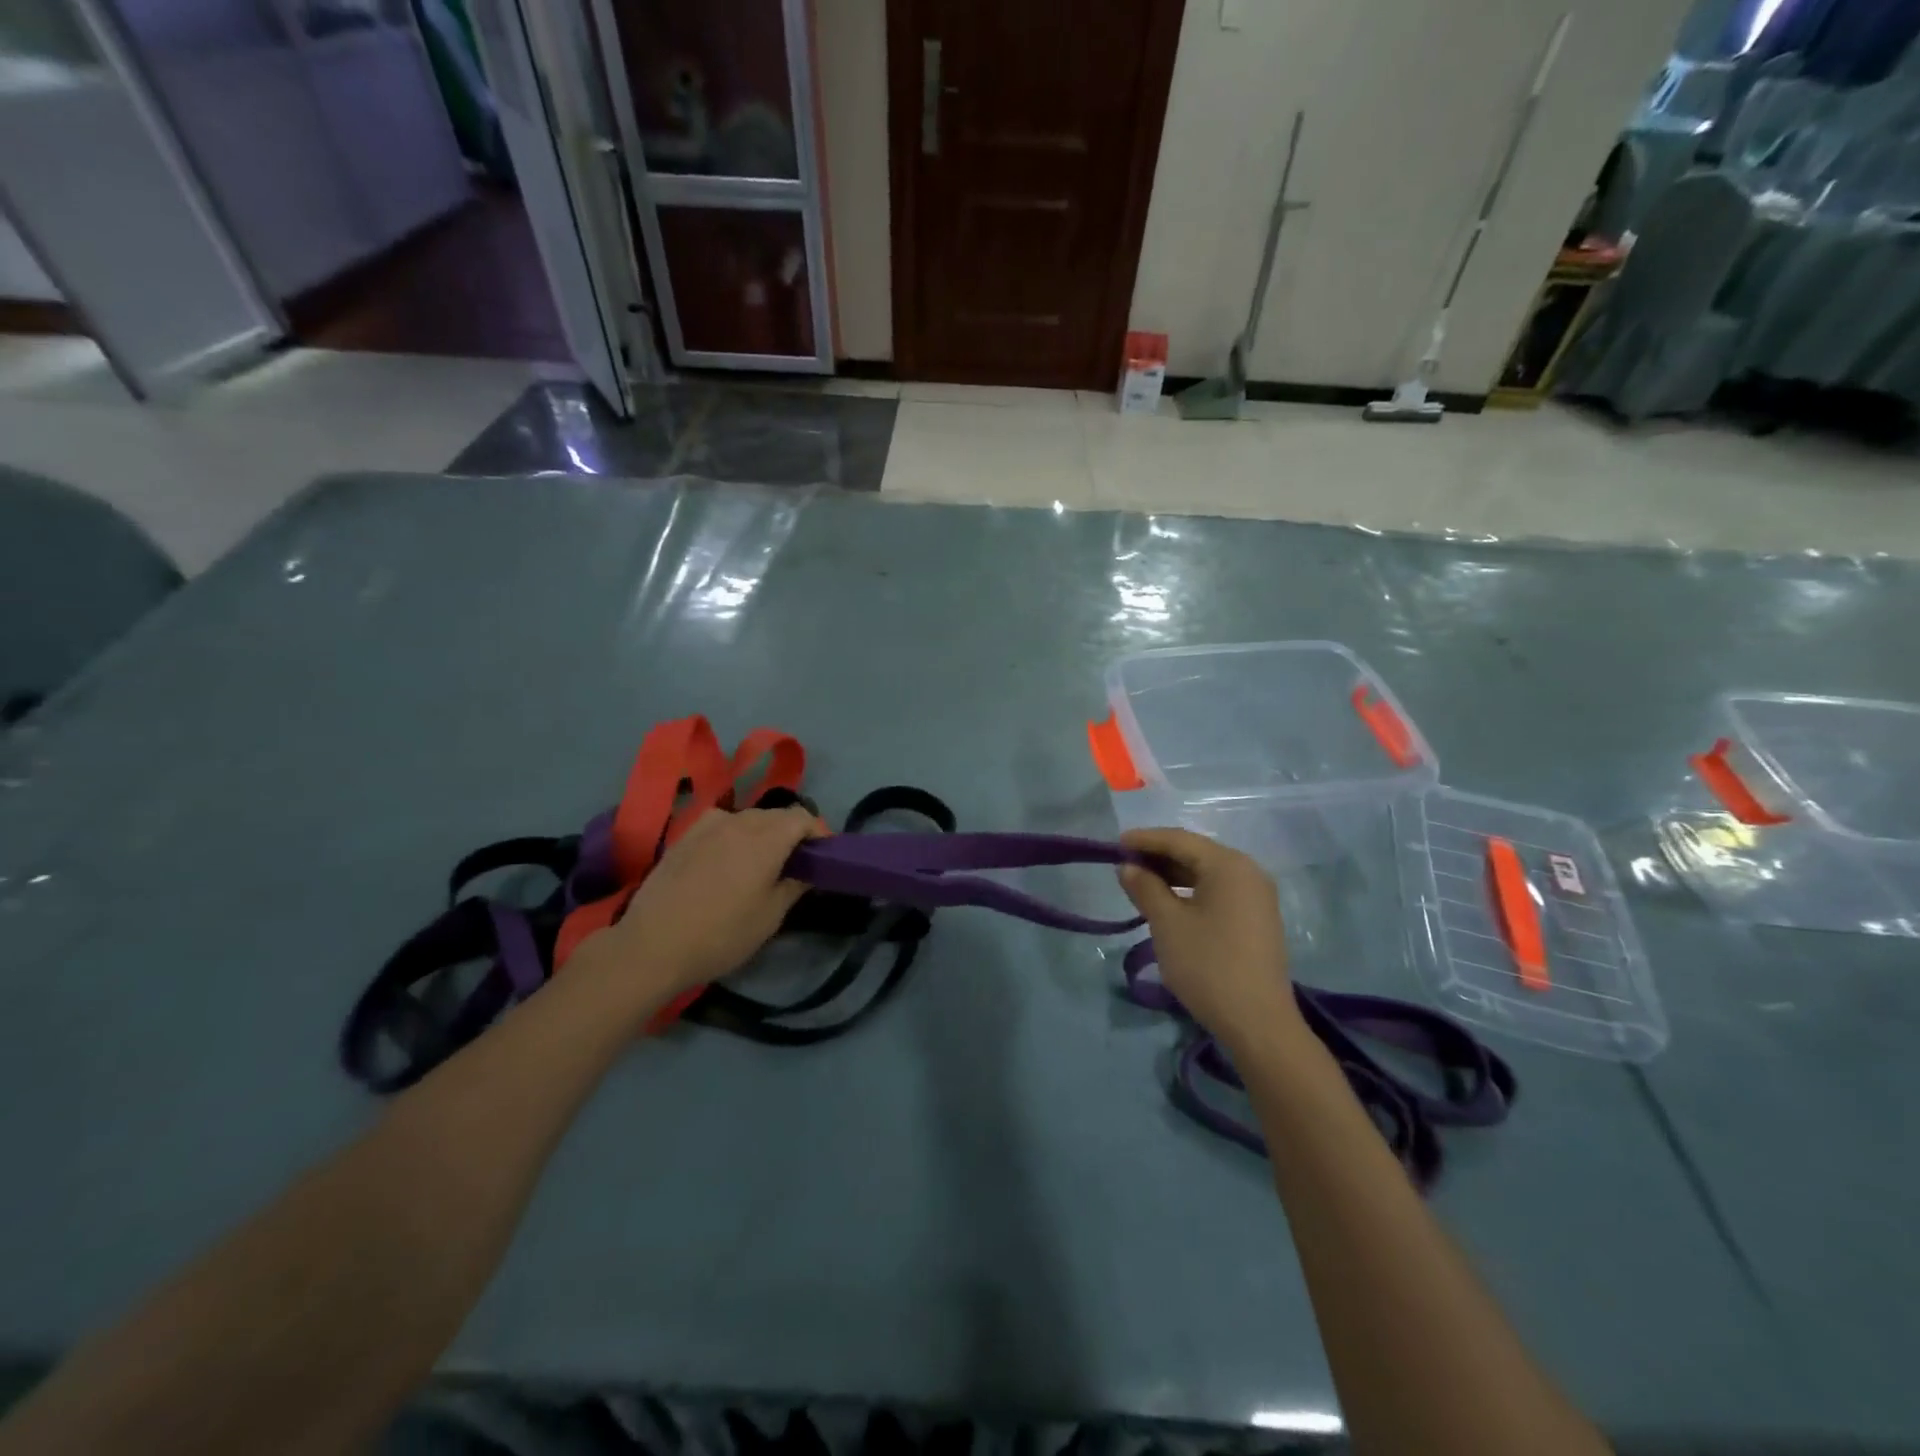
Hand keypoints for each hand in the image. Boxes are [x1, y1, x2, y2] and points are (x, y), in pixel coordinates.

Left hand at [581, 806, 823, 1001]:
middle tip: (795, 864)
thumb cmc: (721, 934)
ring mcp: (707, 825)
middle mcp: (738, 821)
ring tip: (761, 863)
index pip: (802, 817)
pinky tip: (726, 860)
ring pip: (747, 818)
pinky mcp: (684, 835)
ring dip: (763, 833)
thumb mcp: (770, 916)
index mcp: (766, 837)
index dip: (818, 832)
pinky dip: (734, 835)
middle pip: (776, 815)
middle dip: (791, 833)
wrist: (652, 946)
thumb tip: (807, 870)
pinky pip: (721, 824)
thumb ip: (795, 885)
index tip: (822, 856)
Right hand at [1117, 827, 1298, 1048]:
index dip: (1145, 839)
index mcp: (1229, 865)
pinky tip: (1169, 902)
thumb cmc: (1208, 964)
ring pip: (1207, 874)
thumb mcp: (1167, 923)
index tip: (1114, 844)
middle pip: (1196, 853)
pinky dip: (1191, 891)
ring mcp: (1257, 896)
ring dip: (1173, 875)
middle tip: (1124, 864)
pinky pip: (1218, 892)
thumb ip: (1145, 887)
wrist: (1258, 1022)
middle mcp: (1248, 872)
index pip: (1179, 840)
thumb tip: (1128, 866)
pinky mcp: (1257, 919)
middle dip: (1158, 856)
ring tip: (1140, 883)